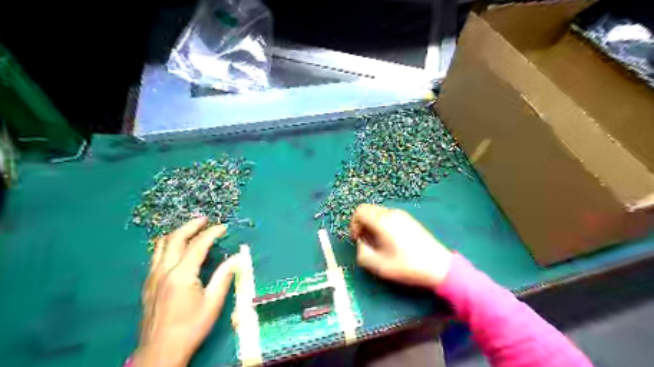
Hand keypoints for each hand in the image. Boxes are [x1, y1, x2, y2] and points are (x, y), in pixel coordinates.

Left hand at [132, 218, 237, 366]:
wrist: (160, 351)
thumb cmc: (191, 327)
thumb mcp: (213, 303)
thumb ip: (224, 276)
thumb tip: (238, 257)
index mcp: (181, 275)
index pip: (198, 244)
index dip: (212, 232)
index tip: (224, 227)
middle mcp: (164, 271)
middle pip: (175, 238)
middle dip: (191, 225)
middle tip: (206, 220)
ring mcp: (152, 276)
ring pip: (161, 244)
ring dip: (178, 233)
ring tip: (192, 229)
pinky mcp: (148, 283)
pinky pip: (157, 255)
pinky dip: (169, 245)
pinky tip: (179, 249)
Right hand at [350, 205, 452, 287]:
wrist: (438, 266)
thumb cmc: (406, 265)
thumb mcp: (377, 265)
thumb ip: (361, 252)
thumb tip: (362, 243)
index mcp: (382, 221)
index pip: (359, 211)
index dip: (354, 224)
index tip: (358, 239)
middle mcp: (391, 213)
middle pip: (368, 209)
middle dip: (362, 224)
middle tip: (367, 242)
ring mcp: (402, 214)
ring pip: (379, 213)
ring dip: (373, 225)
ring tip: (379, 243)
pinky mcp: (410, 219)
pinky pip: (389, 216)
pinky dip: (383, 224)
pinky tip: (391, 241)